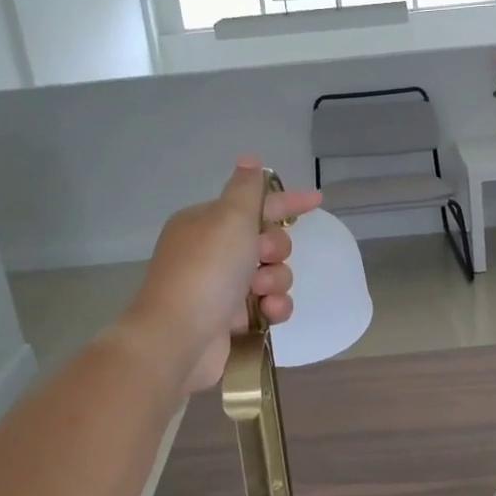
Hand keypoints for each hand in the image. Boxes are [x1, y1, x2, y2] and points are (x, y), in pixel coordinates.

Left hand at [120, 158, 322, 394]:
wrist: (178, 337)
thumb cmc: (207, 270)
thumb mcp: (230, 218)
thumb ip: (246, 188)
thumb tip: (248, 158)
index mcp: (207, 222)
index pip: (255, 203)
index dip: (286, 202)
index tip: (317, 200)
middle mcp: (212, 252)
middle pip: (267, 241)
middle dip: (276, 250)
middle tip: (263, 257)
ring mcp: (221, 287)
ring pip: (271, 274)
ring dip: (276, 281)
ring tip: (261, 293)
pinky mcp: (231, 319)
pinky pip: (268, 305)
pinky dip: (273, 307)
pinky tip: (268, 313)